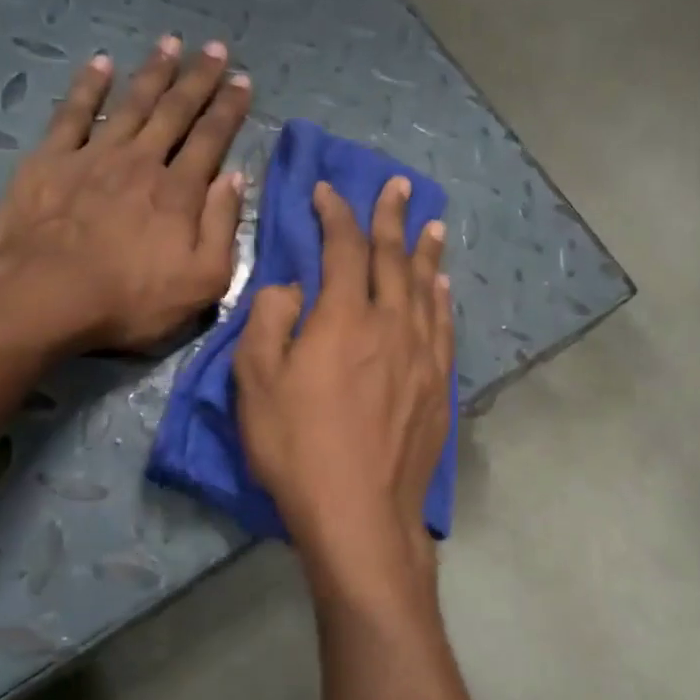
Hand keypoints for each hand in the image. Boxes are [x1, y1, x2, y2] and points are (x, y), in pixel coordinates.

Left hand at [0, 36, 250, 352]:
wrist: (44, 296)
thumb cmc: (130, 299)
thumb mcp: (202, 281)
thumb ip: (223, 228)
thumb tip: (235, 179)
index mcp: (179, 192)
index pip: (211, 139)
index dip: (229, 109)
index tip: (243, 81)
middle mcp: (141, 161)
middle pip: (175, 111)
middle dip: (198, 79)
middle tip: (215, 48)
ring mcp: (93, 155)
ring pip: (131, 103)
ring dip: (153, 72)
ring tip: (170, 42)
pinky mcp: (50, 159)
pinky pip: (73, 112)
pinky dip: (88, 85)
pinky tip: (100, 63)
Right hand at [234, 176, 451, 562]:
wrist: (360, 513)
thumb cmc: (297, 448)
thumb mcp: (255, 382)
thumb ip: (268, 320)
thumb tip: (290, 287)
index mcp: (344, 317)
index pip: (343, 247)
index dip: (335, 213)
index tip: (328, 191)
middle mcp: (392, 324)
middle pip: (393, 258)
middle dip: (391, 217)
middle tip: (398, 186)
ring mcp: (423, 355)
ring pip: (427, 288)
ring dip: (425, 251)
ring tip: (431, 224)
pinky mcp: (440, 387)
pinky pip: (444, 326)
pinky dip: (442, 298)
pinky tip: (442, 287)